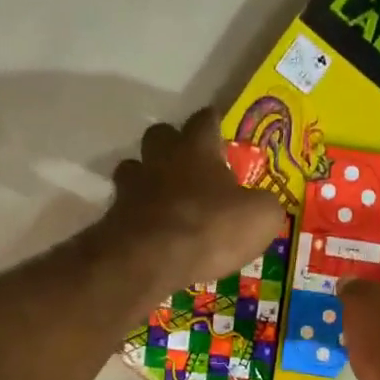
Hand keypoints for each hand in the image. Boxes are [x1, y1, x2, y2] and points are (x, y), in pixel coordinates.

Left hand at [97, 107, 285, 301]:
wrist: (150, 259)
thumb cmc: (210, 228)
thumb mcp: (261, 217)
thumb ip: (263, 204)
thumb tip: (261, 204)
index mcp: (197, 149)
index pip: (205, 120)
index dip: (214, 122)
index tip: (219, 126)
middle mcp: (161, 159)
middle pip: (161, 135)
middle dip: (173, 145)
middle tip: (190, 165)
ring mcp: (133, 187)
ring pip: (135, 168)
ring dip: (148, 178)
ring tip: (166, 199)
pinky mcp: (115, 218)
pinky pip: (128, 208)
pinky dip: (139, 215)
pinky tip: (154, 231)